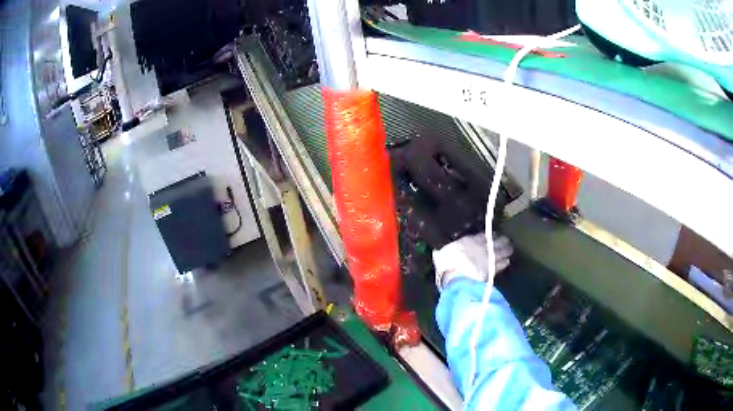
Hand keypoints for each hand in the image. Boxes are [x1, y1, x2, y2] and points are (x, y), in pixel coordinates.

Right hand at [433, 233, 512, 290]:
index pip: (483, 236)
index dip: (489, 235)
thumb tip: (441, 250)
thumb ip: (444, 250)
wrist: (456, 277)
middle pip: (496, 242)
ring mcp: (489, 258)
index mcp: (469, 240)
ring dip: (507, 249)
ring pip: (502, 251)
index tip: (493, 234)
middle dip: (502, 240)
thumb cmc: (446, 264)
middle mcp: (482, 247)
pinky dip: (505, 262)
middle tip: (506, 239)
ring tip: (510, 249)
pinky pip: (501, 264)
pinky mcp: (493, 271)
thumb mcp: (440, 253)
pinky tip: (507, 261)